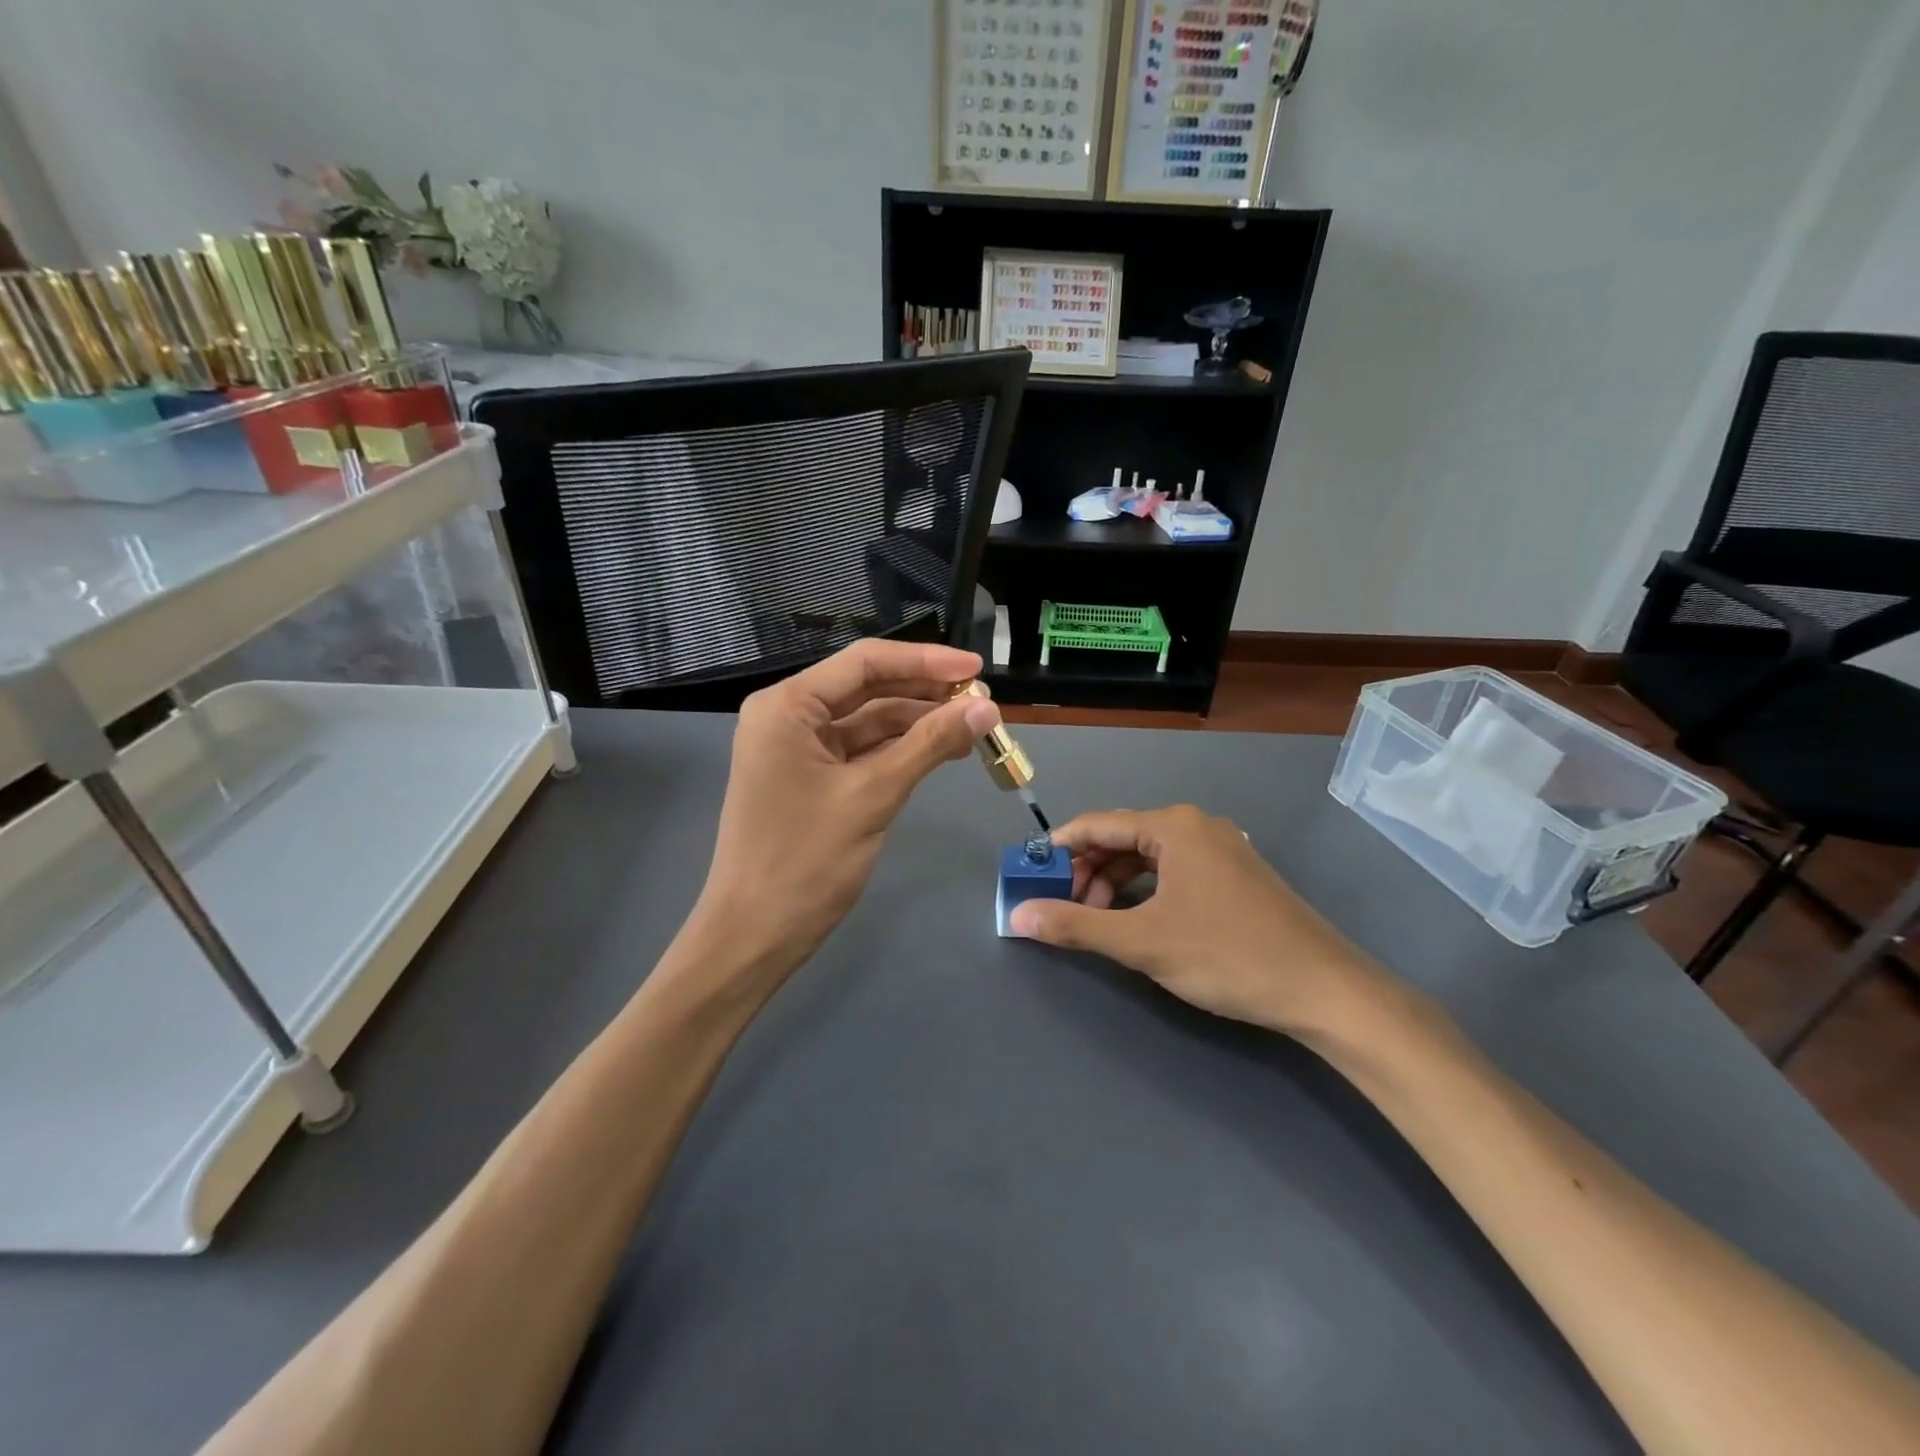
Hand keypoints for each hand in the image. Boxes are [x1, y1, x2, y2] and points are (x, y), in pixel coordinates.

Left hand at [687, 640, 1000, 990]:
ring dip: (918, 723)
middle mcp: (789, 716)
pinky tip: (941, 751)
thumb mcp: (872, 796)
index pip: (865, 663)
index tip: (976, 668)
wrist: (755, 936)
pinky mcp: (811, 778)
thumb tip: (986, 708)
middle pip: (867, 688)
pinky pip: (862, 751)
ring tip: (973, 728)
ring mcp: (798, 749)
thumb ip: (929, 745)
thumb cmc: (805, 862)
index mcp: (788, 706)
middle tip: (982, 701)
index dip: (926, 661)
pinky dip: (901, 751)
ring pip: (869, 721)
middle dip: (925, 693)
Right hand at [1008, 806, 1395, 1036]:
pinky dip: (1147, 890)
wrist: (1324, 989)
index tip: (1031, 877)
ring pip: (1150, 855)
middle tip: (1065, 909)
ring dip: (1116, 883)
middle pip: (1122, 837)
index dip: (1058, 849)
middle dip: (1088, 871)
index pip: (1096, 824)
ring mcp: (1222, 849)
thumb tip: (1017, 916)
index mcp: (1173, 826)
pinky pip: (1175, 870)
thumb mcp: (1141, 942)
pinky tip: (1141, 920)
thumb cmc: (1226, 955)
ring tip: (1100, 921)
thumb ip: (1075, 926)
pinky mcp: (1237, 875)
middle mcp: (1196, 826)